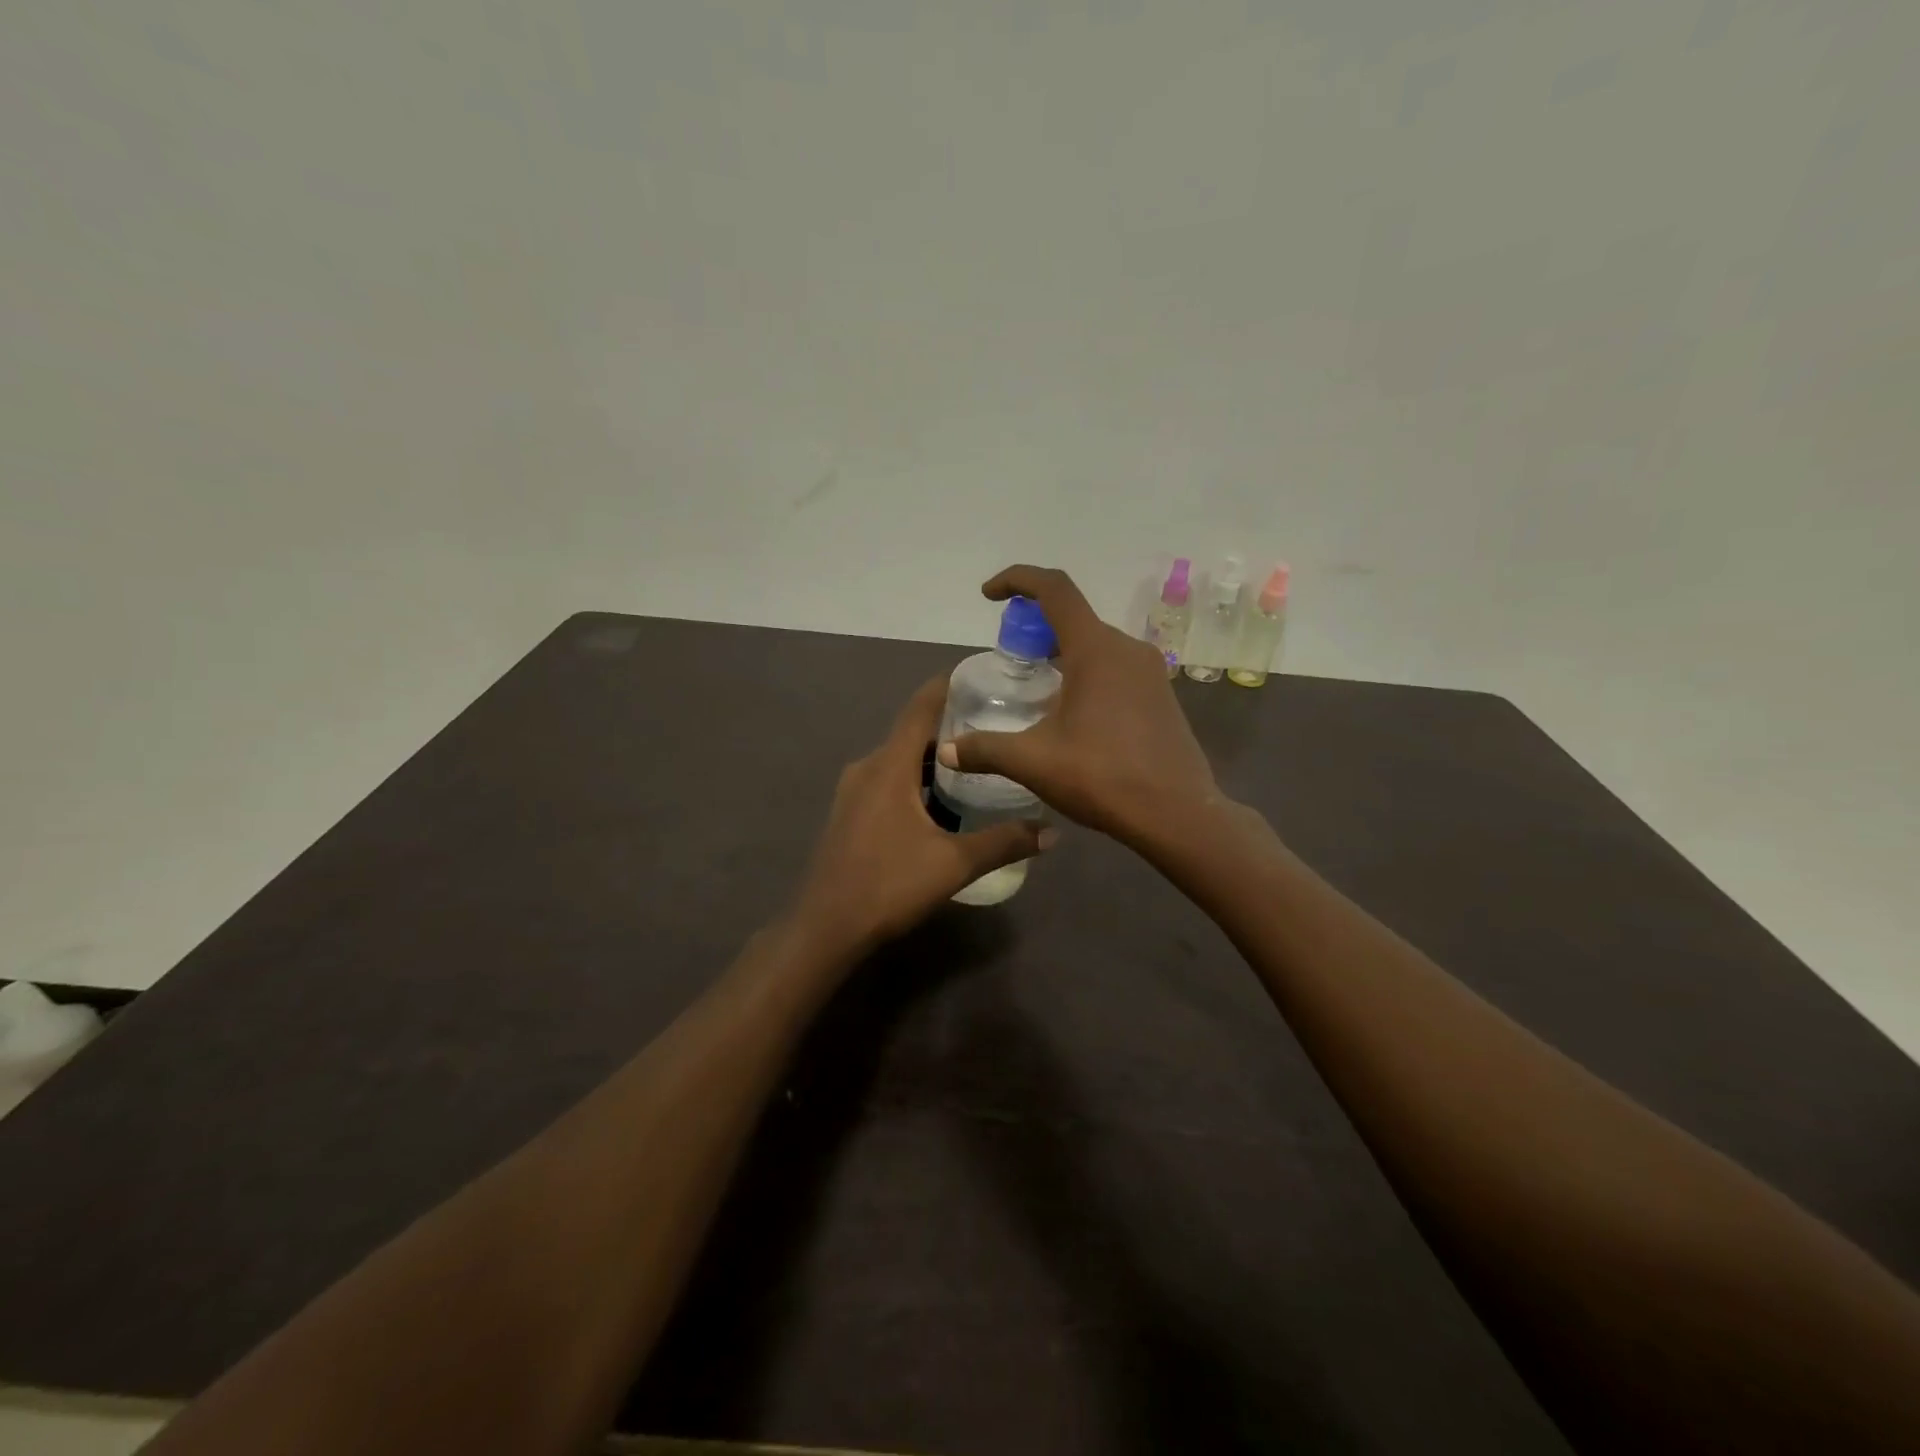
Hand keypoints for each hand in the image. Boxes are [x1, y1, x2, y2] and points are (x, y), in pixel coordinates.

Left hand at [793, 675, 1055, 949]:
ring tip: (977, 762)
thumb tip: (1052, 832)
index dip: (949, 686)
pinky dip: (916, 779)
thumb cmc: (888, 885)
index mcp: (889, 765)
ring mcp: (853, 790)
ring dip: (934, 758)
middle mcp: (867, 766)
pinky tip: (942, 801)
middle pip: (913, 732)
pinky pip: (888, 780)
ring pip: (900, 759)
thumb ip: (1004, 843)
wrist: (826, 926)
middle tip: (996, 726)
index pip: (921, 707)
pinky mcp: (850, 812)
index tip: (981, 676)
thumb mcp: (954, 864)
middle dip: (952, 726)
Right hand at [936, 565, 1222, 846]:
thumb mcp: (1034, 762)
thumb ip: (985, 749)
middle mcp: (1127, 649)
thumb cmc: (1103, 777)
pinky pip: (1115, 667)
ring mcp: (1150, 672)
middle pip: (1074, 617)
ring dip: (1062, 652)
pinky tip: (1072, 714)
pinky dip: (1086, 672)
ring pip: (1096, 645)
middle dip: (1035, 627)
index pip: (1054, 589)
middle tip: (1010, 656)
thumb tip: (946, 750)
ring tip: (1036, 686)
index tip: (989, 595)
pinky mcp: (1161, 696)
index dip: (1017, 579)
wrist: (1177, 815)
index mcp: (1096, 650)